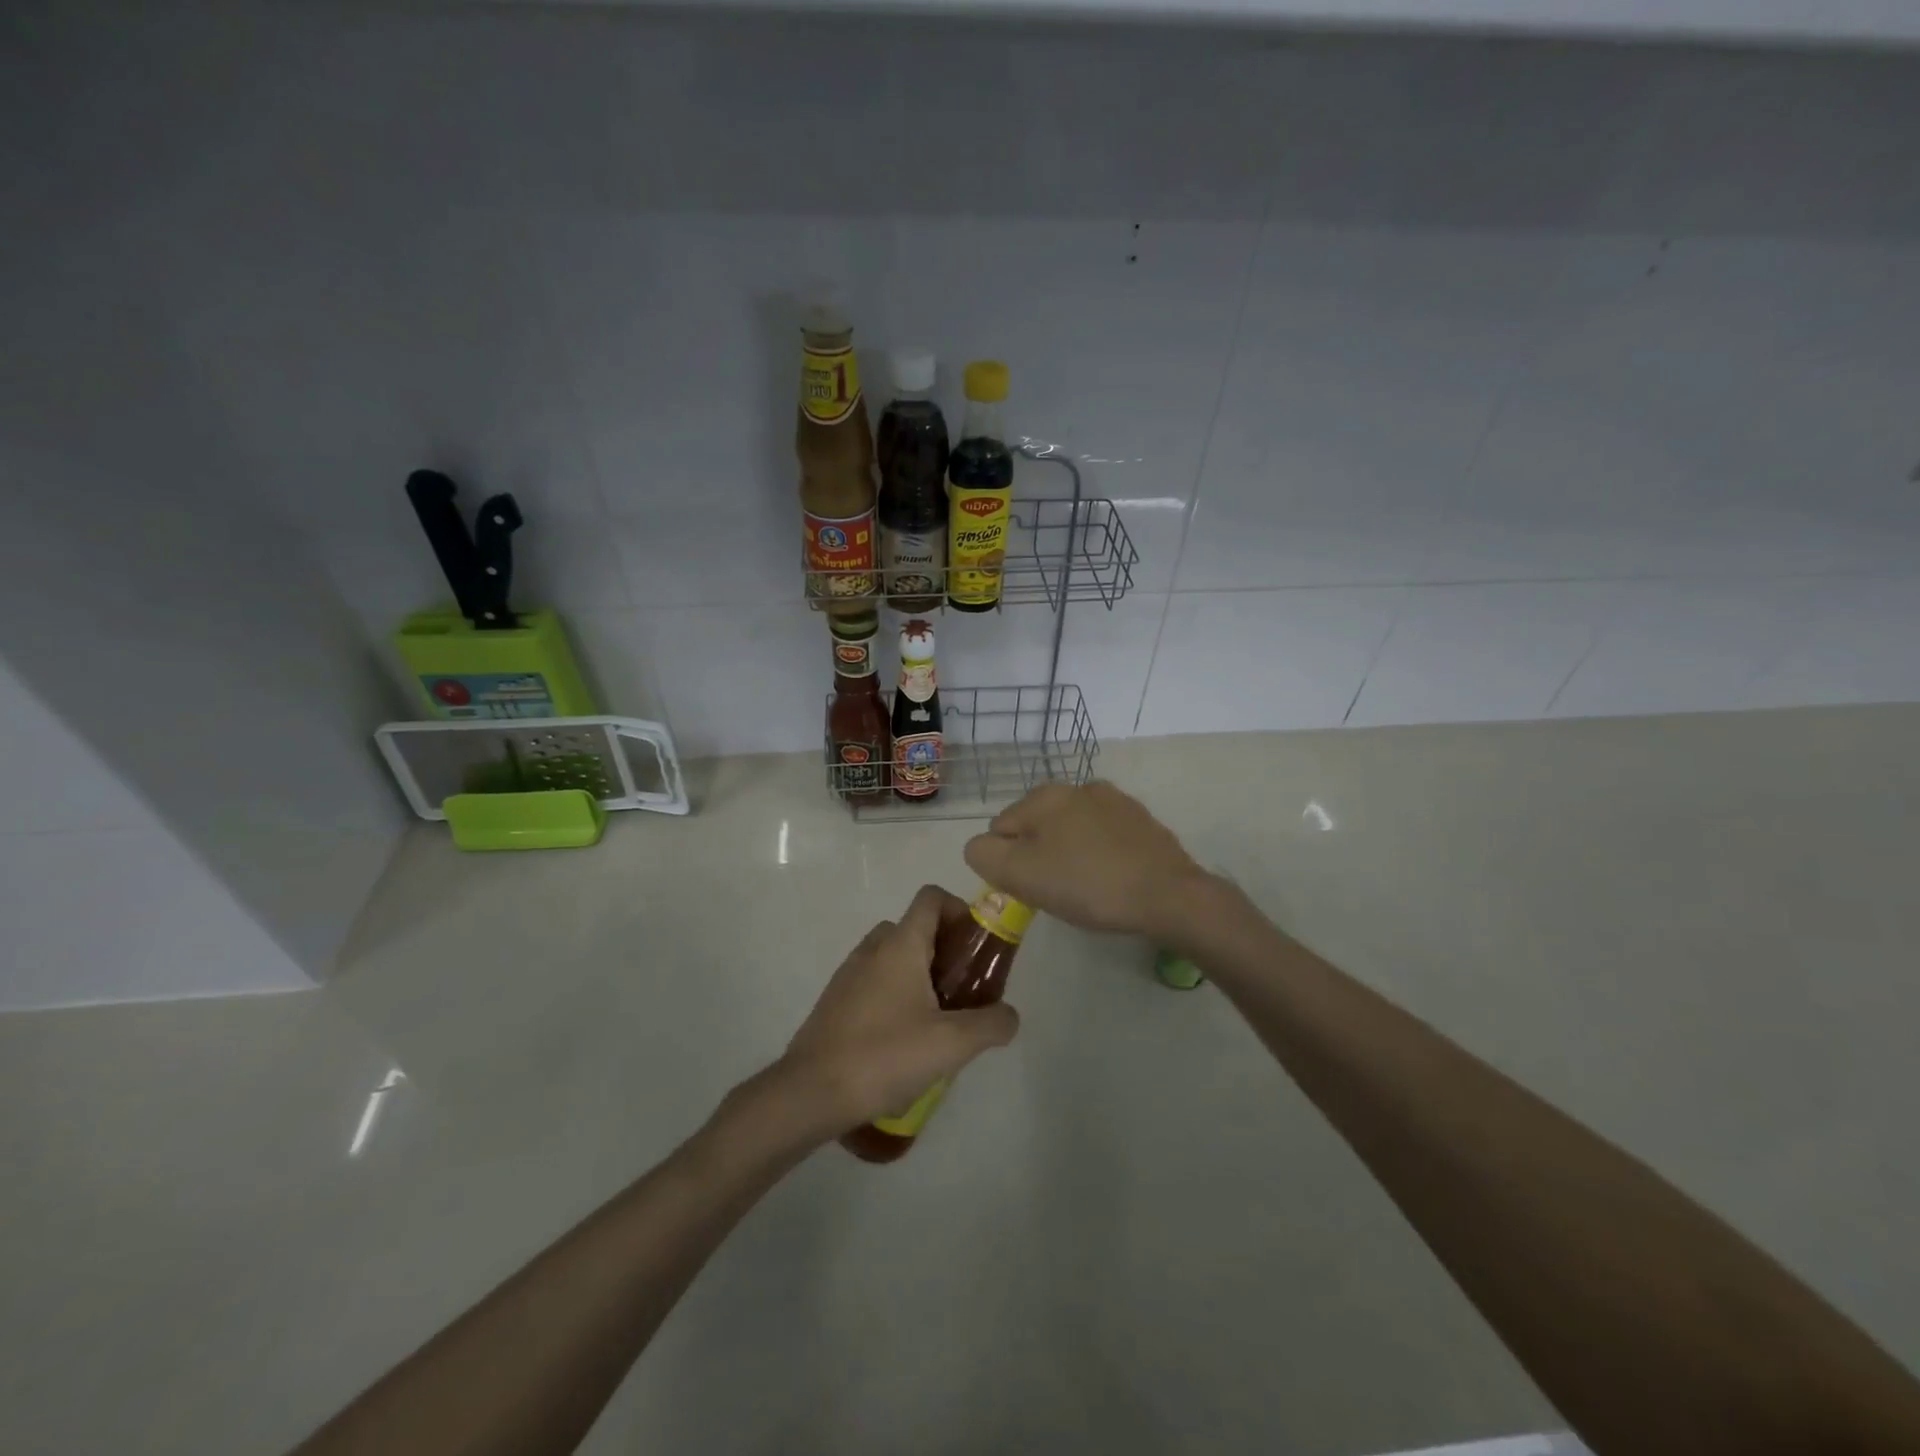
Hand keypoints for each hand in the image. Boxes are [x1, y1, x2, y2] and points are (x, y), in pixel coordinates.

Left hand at [778, 885, 1020, 1134]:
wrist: (810, 1092)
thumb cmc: (884, 1056)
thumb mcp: (952, 1044)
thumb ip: (991, 1024)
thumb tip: (1009, 1015)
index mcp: (900, 945)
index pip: (931, 897)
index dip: (959, 910)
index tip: (977, 946)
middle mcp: (873, 948)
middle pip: (915, 928)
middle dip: (945, 950)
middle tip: (964, 990)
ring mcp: (849, 974)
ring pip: (893, 957)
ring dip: (920, 975)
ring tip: (938, 1021)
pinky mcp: (835, 1001)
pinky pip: (874, 982)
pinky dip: (895, 995)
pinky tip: (904, 1041)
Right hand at [963, 781, 1206, 939]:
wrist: (1168, 895)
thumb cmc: (1087, 885)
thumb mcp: (1020, 875)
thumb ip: (984, 854)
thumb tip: (983, 845)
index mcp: (1043, 796)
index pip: (1000, 829)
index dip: (1008, 862)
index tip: (1031, 887)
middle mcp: (1077, 786)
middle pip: (1037, 826)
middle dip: (1039, 854)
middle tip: (1057, 890)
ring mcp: (1114, 800)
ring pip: (1071, 829)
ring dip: (1069, 852)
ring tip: (1087, 886)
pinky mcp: (1141, 819)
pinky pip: (1103, 836)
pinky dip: (1100, 853)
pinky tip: (1112, 877)